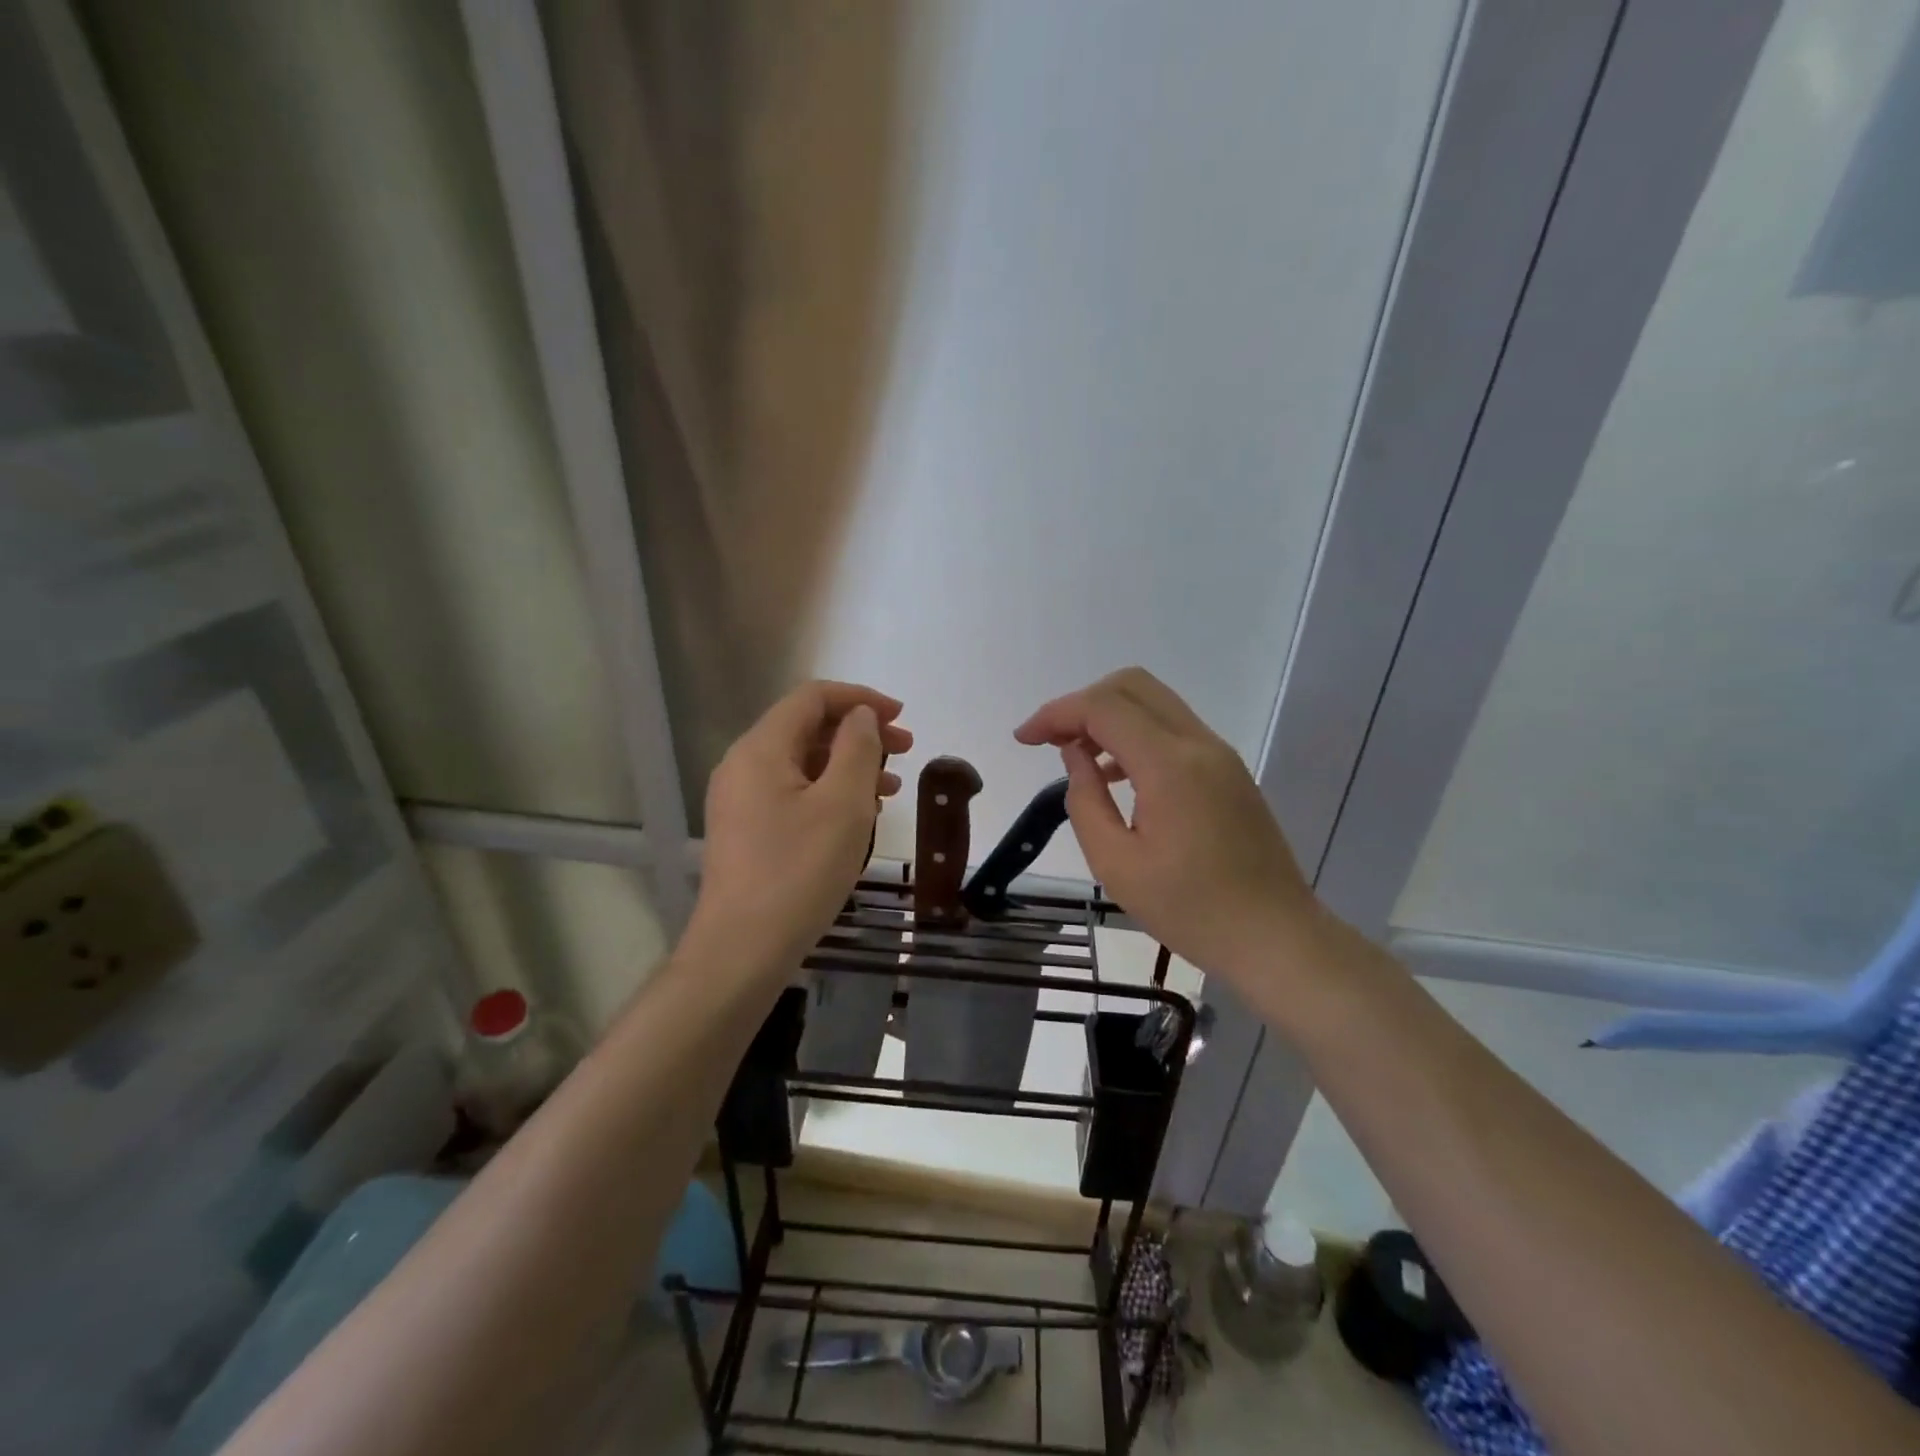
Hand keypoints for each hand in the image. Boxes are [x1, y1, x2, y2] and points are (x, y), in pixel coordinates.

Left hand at [693, 681, 911, 973]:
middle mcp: (743, 766)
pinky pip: (792, 793)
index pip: (812, 698)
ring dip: (848, 765)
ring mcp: (740, 801)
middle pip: (806, 728)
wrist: (742, 950)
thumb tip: (861, 717)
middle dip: (859, 733)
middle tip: (905, 750)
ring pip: (802, 763)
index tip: (901, 716)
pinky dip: (829, 792)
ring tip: (892, 788)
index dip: (860, 699)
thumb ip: (858, 749)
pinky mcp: (746, 831)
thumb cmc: (799, 871)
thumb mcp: (843, 804)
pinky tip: (859, 815)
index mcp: (761, 749)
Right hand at [1015, 668, 1315, 985]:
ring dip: (1109, 716)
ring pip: (1154, 702)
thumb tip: (1075, 755)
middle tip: (1050, 741)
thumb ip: (1085, 800)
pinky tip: (1115, 775)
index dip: (1056, 713)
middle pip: (1131, 686)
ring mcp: (1219, 754)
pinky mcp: (1228, 770)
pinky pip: (1172, 729)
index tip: (1023, 739)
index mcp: (1170, 765)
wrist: (1275, 936)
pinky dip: (1135, 734)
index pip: (1104, 707)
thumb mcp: (1116, 864)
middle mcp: (1199, 744)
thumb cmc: (1190, 910)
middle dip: (1081, 703)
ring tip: (1076, 757)